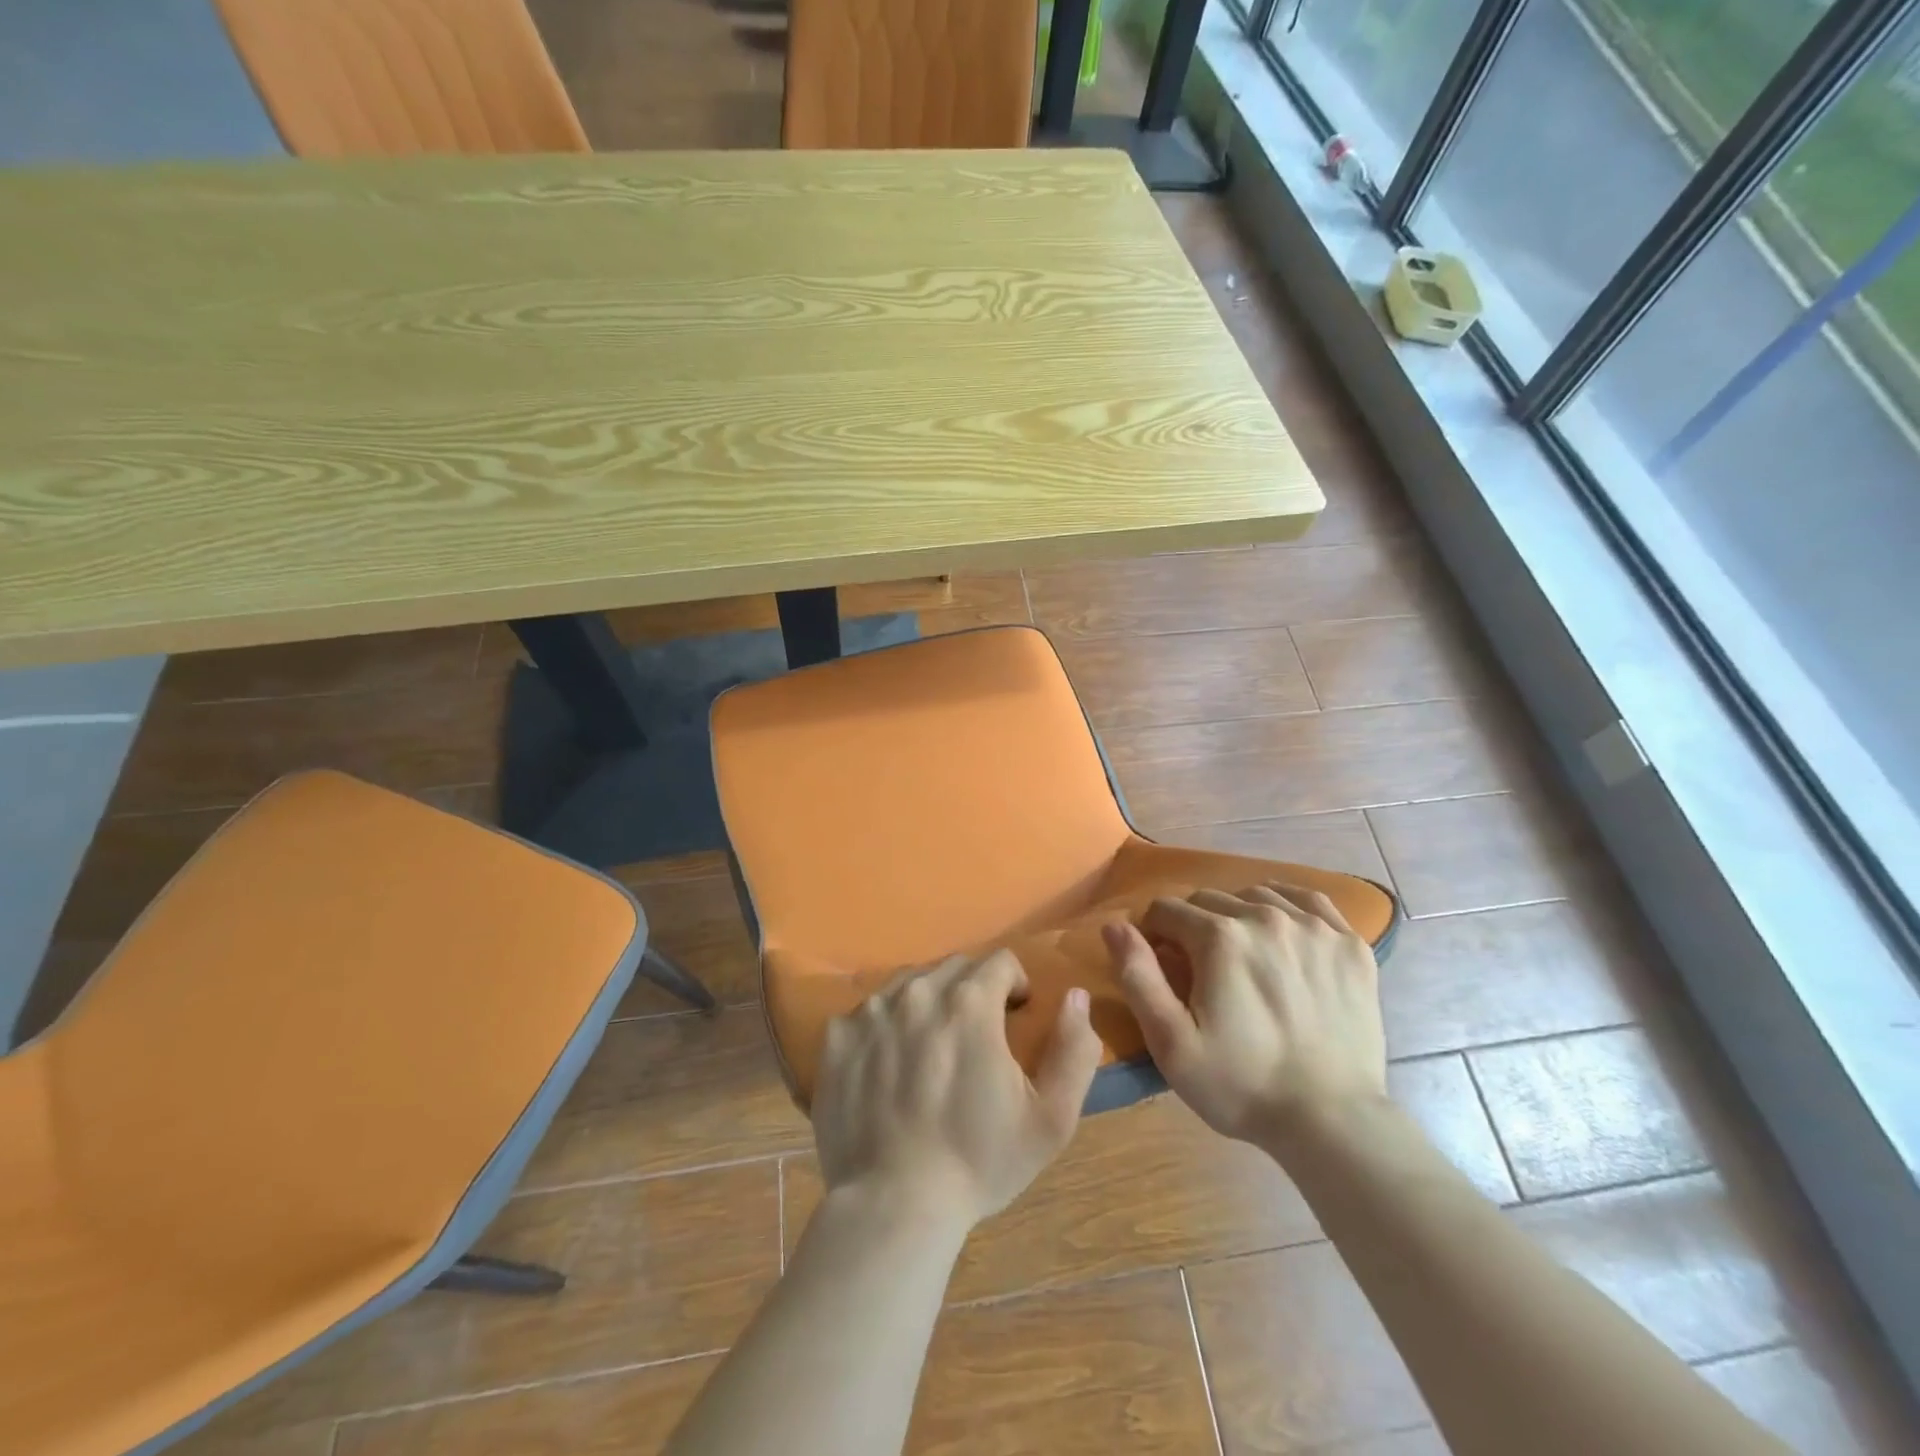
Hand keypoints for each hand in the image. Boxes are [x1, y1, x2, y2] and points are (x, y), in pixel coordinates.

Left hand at [812, 950, 1104, 1227]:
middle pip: (954, 967)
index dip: (1014, 985)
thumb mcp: (1051, 1118)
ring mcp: (870, 1011)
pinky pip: (867, 1012)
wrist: (894, 1206)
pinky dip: (884, 1026)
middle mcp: (918, 991)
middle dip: (973, 989)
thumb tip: (1075, 996)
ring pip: (909, 983)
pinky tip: (888, 1066)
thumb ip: (1074, 1049)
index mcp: (970, 1002)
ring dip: (928, 1002)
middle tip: (975, 1035)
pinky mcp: (837, 1036)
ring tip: (930, 1048)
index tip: (1014, 1017)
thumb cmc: (979, 1162)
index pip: (1000, 961)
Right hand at [1104, 884, 1386, 1147]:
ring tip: (1243, 957)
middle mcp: (1265, 916)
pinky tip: (1283, 933)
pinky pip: (1308, 900)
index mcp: (1219, 937)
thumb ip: (1137, 976)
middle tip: (1202, 971)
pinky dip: (1287, 907)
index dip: (1155, 937)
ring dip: (1237, 916)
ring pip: (1256, 895)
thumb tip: (1113, 925)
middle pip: (1209, 899)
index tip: (1165, 969)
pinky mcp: (1350, 943)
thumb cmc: (1241, 1085)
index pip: (1166, 910)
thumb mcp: (1170, 1042)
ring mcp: (1314, 927)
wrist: (1333, 1122)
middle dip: (1194, 927)